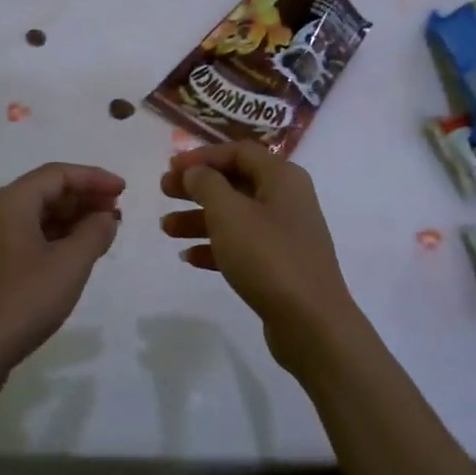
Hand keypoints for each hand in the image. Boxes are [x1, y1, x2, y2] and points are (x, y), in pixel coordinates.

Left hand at [0, 163, 123, 392]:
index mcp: (10, 203)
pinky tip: (71, 260)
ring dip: (69, 222)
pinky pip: (23, 241)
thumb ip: (94, 233)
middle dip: (82, 199)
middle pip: (43, 193)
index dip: (94, 178)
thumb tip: (105, 217)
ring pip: (33, 219)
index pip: (57, 174)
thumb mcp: (69, 265)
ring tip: (100, 235)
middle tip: (115, 213)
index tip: (123, 191)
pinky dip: (52, 242)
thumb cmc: (22, 301)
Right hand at [159, 142, 361, 374]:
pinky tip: (188, 258)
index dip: (202, 156)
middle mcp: (287, 199)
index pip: (238, 151)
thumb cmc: (268, 256)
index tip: (171, 167)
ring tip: (166, 229)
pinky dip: (215, 247)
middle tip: (163, 192)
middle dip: (197, 187)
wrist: (311, 323)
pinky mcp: (280, 265)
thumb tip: (196, 171)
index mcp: (282, 177)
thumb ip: (207, 184)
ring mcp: (285, 233)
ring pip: (235, 216)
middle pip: (235, 182)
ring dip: (199, 218)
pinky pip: (242, 245)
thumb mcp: (229, 213)